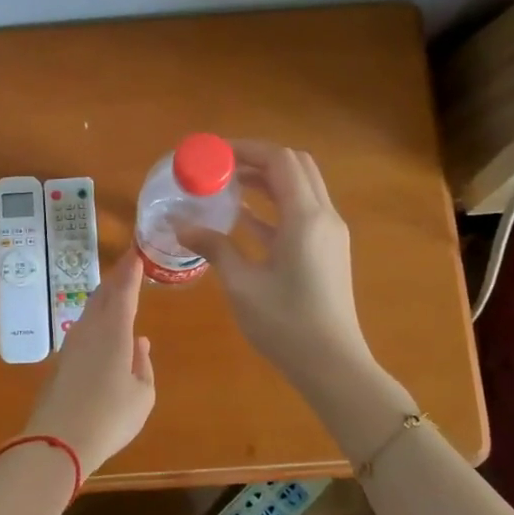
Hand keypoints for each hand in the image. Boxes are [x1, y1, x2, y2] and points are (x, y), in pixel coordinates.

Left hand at [21, 249, 155, 475]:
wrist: (58, 441)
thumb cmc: (110, 417)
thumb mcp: (142, 394)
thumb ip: (143, 364)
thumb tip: (139, 343)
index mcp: (115, 332)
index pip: (124, 291)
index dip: (131, 270)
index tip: (137, 252)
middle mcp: (91, 329)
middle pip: (103, 295)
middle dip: (117, 278)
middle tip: (128, 265)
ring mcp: (72, 344)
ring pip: (90, 310)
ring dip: (105, 297)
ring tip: (117, 290)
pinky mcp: (61, 360)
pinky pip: (83, 328)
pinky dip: (96, 318)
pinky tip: (103, 327)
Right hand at [176, 140, 370, 392]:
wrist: (332, 365)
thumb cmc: (286, 324)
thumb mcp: (242, 285)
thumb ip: (214, 247)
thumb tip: (181, 226)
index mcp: (306, 218)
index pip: (280, 160)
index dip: (247, 149)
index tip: (213, 153)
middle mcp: (323, 216)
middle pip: (295, 167)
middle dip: (257, 159)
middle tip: (219, 167)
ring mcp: (328, 234)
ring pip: (300, 188)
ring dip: (266, 181)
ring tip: (225, 187)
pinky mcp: (327, 251)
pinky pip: (300, 213)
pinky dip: (274, 207)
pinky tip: (242, 217)